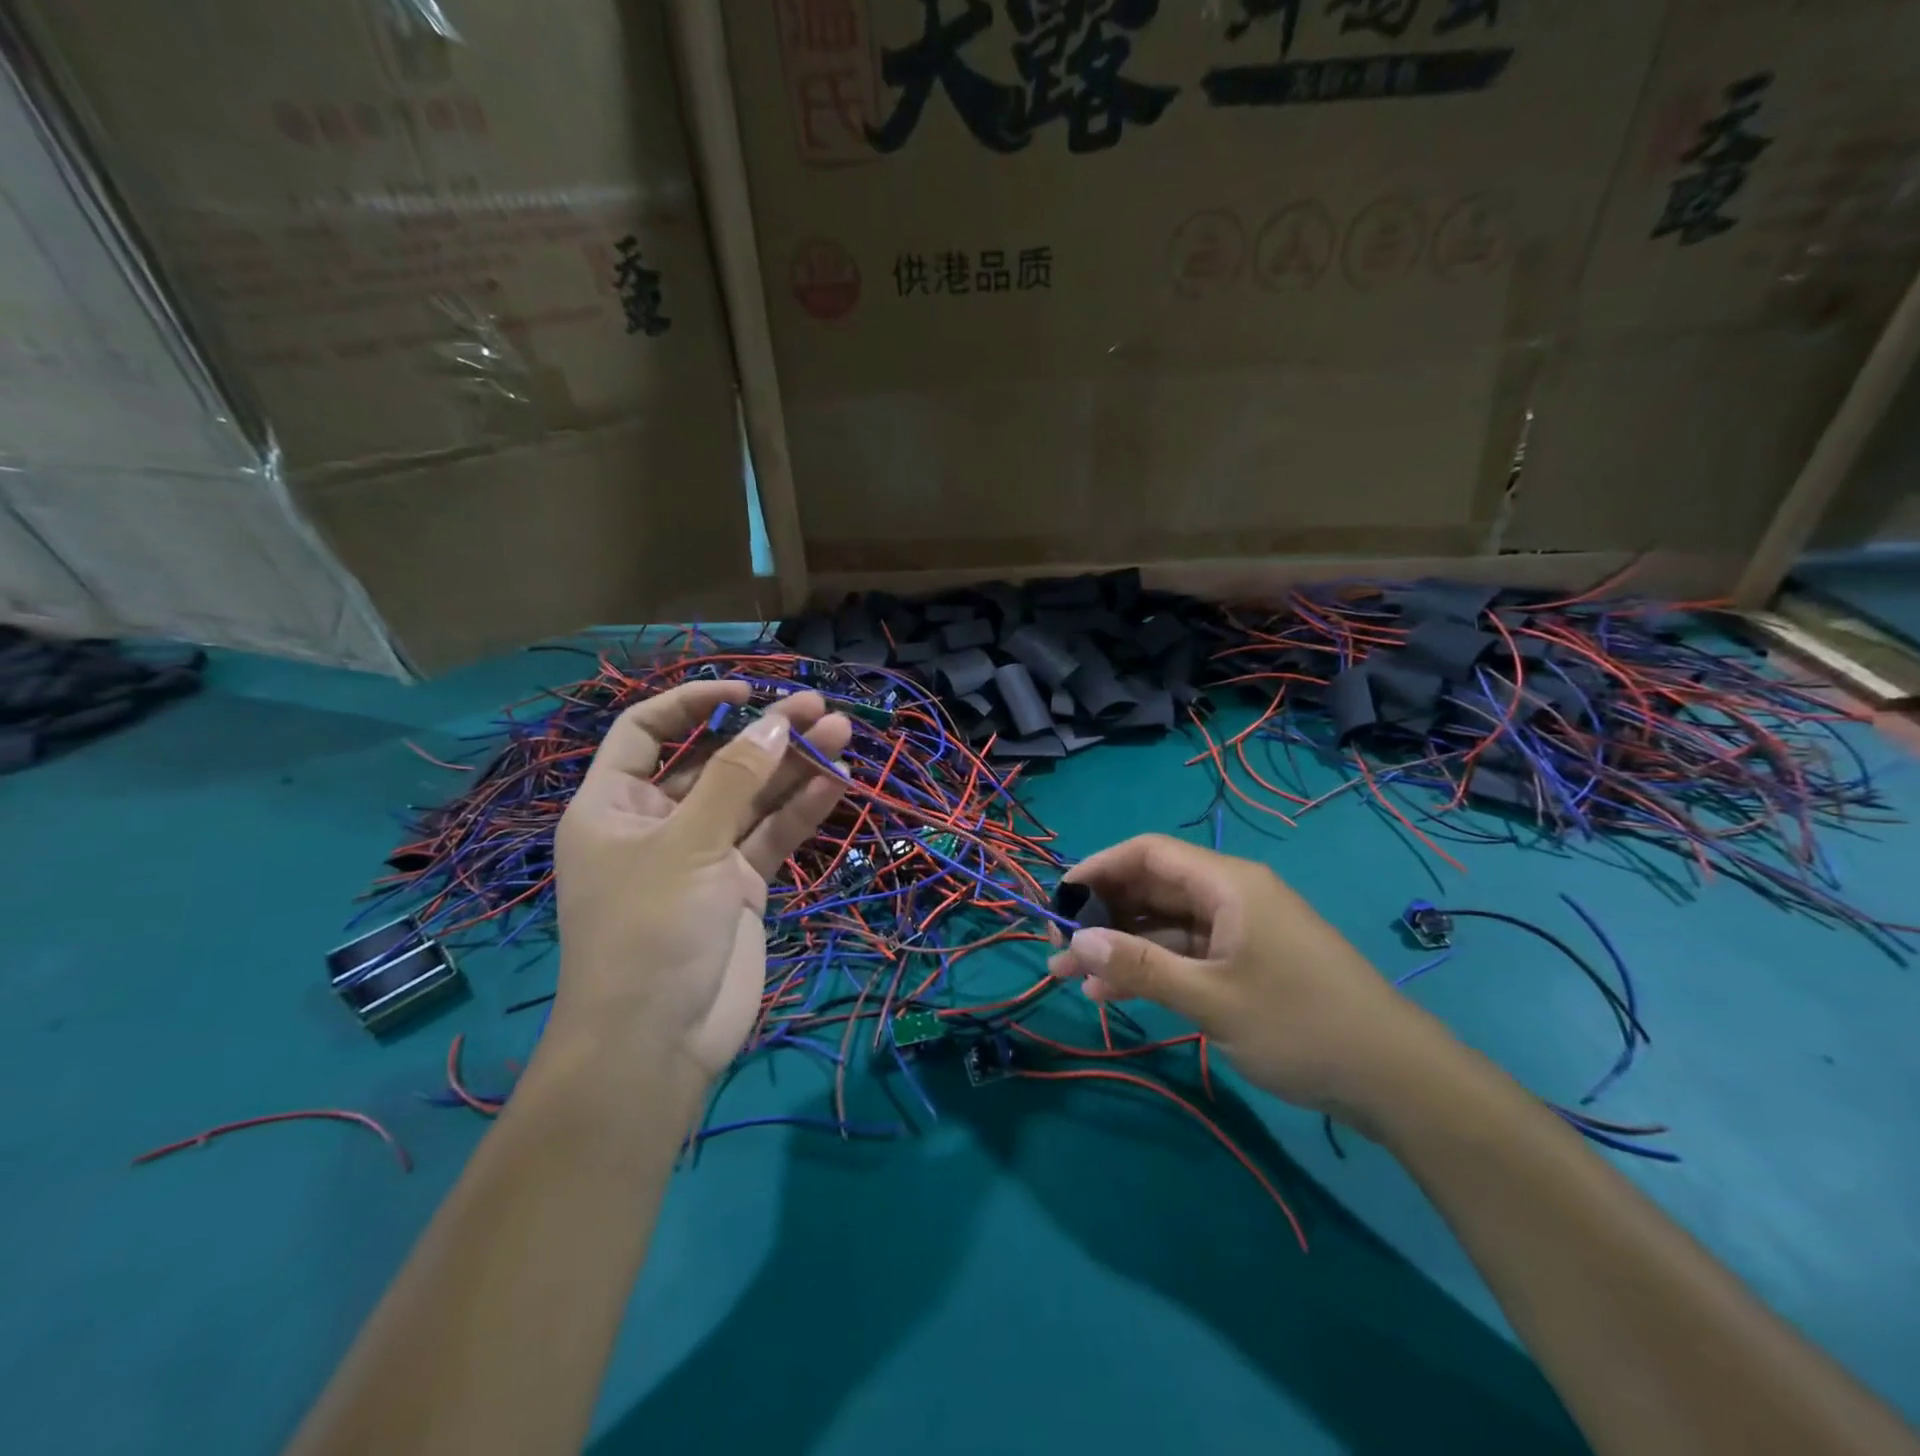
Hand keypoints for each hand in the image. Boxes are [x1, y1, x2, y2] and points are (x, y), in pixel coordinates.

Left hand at [550, 682, 849, 1079]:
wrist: (660, 1042)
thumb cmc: (649, 931)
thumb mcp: (688, 844)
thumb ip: (734, 779)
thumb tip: (775, 722)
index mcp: (614, 806)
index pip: (646, 732)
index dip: (693, 703)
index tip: (745, 691)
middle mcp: (658, 823)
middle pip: (713, 761)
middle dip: (763, 734)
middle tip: (817, 707)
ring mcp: (703, 855)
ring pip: (752, 797)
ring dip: (794, 767)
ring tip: (842, 732)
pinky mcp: (740, 886)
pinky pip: (772, 837)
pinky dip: (802, 810)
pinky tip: (839, 781)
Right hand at [1048, 834, 1451, 1125]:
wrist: (1397, 1080)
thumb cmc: (1301, 1025)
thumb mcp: (1212, 998)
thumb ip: (1140, 968)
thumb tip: (1074, 943)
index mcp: (1228, 884)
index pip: (1147, 853)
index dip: (1098, 869)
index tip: (1058, 900)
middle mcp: (1232, 896)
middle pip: (1153, 888)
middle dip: (1102, 915)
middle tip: (1058, 949)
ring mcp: (1241, 930)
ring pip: (1166, 925)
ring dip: (1122, 947)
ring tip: (1072, 978)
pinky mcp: (1248, 962)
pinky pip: (1188, 952)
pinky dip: (1153, 968)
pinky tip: (1116, 993)